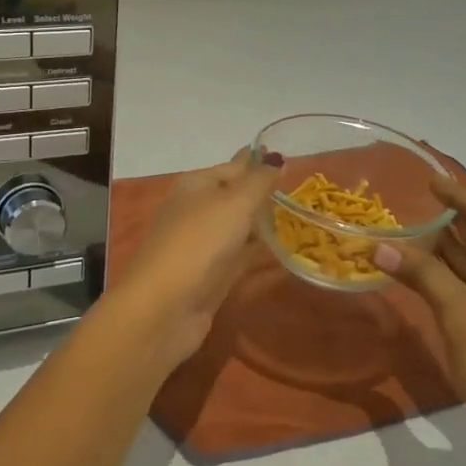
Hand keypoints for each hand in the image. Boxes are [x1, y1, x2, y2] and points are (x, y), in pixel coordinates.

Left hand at [101, 150, 281, 371]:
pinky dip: (258, 252)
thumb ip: (259, 182)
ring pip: (237, 228)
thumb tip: (278, 158)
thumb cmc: (199, 243)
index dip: (259, 163)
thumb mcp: (234, 203)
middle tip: (301, 192)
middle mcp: (195, 211)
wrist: (165, 306)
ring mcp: (201, 245)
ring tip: (299, 219)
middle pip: (234, 198)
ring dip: (262, 224)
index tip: (290, 162)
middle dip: (262, 195)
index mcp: (194, 186)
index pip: (234, 167)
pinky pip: (240, 257)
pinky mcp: (210, 276)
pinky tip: (283, 251)